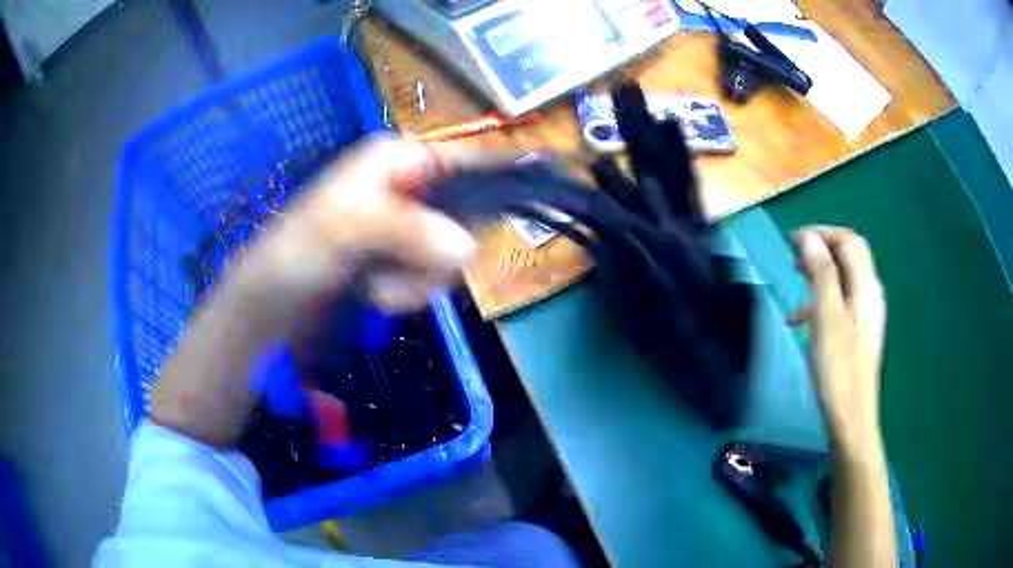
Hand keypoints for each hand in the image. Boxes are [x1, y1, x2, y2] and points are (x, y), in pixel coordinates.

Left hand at [153, 135, 496, 445]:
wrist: (269, 303)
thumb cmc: (296, 252)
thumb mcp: (344, 229)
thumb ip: (406, 229)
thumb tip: (469, 246)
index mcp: (395, 159)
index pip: (463, 162)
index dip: (483, 192)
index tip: (479, 234)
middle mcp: (406, 186)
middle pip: (464, 215)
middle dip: (435, 256)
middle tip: (400, 275)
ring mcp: (404, 225)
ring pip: (450, 252)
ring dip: (418, 282)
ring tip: (377, 290)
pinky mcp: (398, 258)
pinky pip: (431, 276)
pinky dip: (410, 292)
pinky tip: (377, 297)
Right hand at [793, 227, 886, 456]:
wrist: (850, 418)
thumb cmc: (838, 368)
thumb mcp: (827, 318)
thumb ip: (821, 275)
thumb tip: (810, 238)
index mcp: (866, 287)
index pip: (849, 241)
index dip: (823, 233)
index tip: (793, 240)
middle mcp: (870, 295)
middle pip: (849, 257)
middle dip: (822, 249)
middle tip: (794, 256)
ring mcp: (866, 315)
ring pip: (844, 279)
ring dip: (820, 274)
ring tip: (795, 282)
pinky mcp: (858, 333)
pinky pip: (840, 302)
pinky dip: (821, 300)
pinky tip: (800, 319)